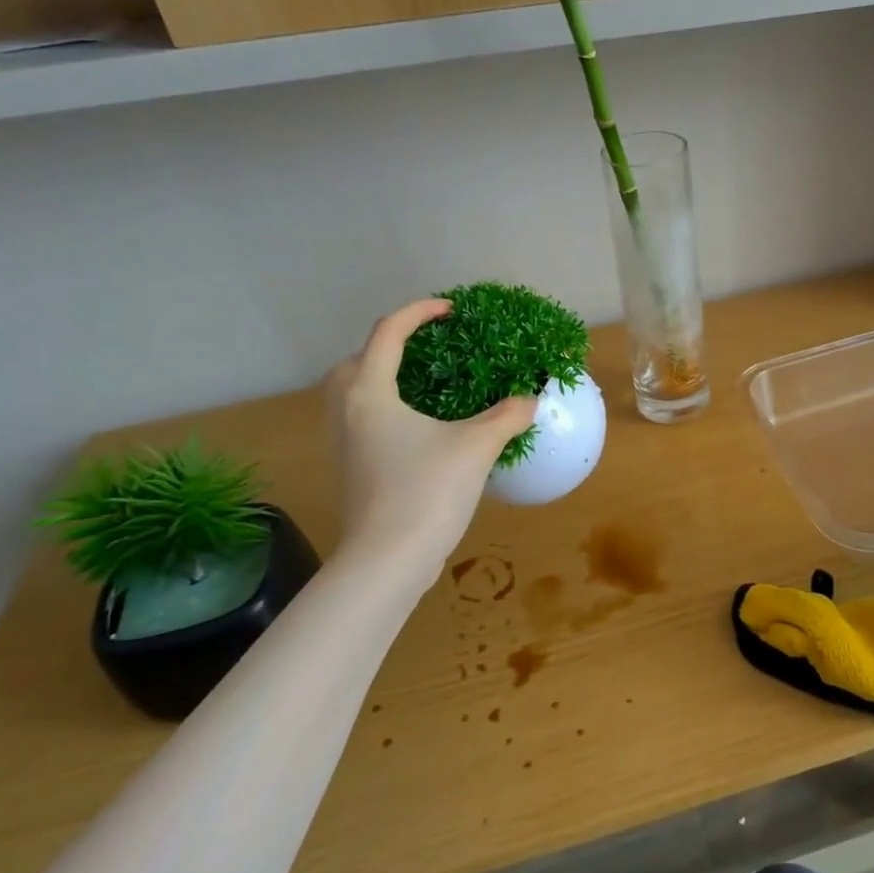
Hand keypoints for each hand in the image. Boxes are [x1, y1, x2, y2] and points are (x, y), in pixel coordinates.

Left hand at [326, 300, 536, 578]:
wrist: (386, 561)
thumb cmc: (427, 492)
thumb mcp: (476, 447)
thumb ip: (507, 415)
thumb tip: (530, 398)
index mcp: (371, 392)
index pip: (389, 332)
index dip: (420, 312)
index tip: (452, 311)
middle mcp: (347, 410)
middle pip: (358, 360)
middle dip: (391, 346)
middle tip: (430, 351)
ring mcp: (343, 442)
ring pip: (353, 393)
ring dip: (383, 378)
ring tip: (424, 386)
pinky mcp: (350, 468)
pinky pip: (362, 420)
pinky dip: (384, 409)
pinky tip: (418, 429)